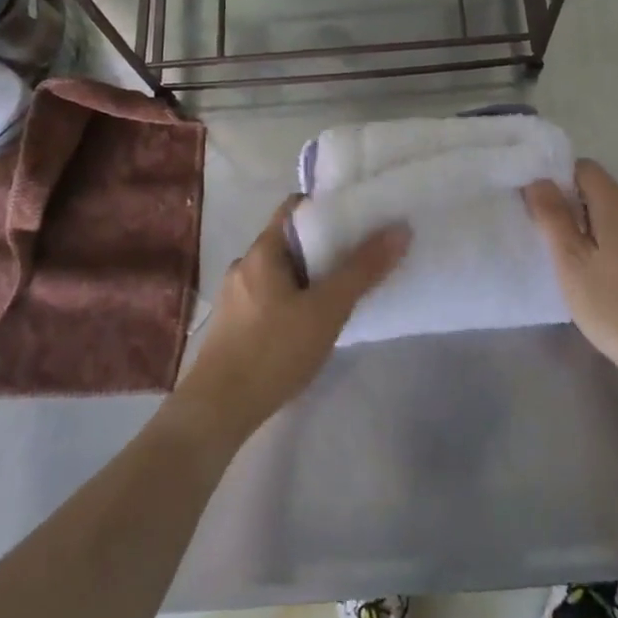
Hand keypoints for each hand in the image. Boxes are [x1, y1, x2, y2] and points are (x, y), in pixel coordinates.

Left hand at [174, 196, 408, 443]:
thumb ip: (363, 270)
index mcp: (262, 250)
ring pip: (280, 272)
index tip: (358, 216)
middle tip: (360, 256)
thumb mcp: (327, 309)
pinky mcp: (234, 325)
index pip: (295, 207)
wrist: (217, 411)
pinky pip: (270, 297)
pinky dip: (294, 299)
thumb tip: (400, 229)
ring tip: (342, 291)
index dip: (326, 206)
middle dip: (324, 246)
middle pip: (290, 240)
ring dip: (309, 276)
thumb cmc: (273, 350)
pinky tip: (311, 323)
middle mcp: (245, 265)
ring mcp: (235, 296)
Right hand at [524, 161, 617, 377]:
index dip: (558, 179)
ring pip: (614, 215)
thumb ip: (553, 217)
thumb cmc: (613, 307)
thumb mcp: (570, 262)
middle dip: (571, 205)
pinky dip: (608, 243)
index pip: (585, 168)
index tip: (539, 207)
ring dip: (589, 227)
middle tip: (548, 237)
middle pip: (600, 190)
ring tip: (570, 260)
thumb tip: (538, 180)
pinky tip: (599, 276)